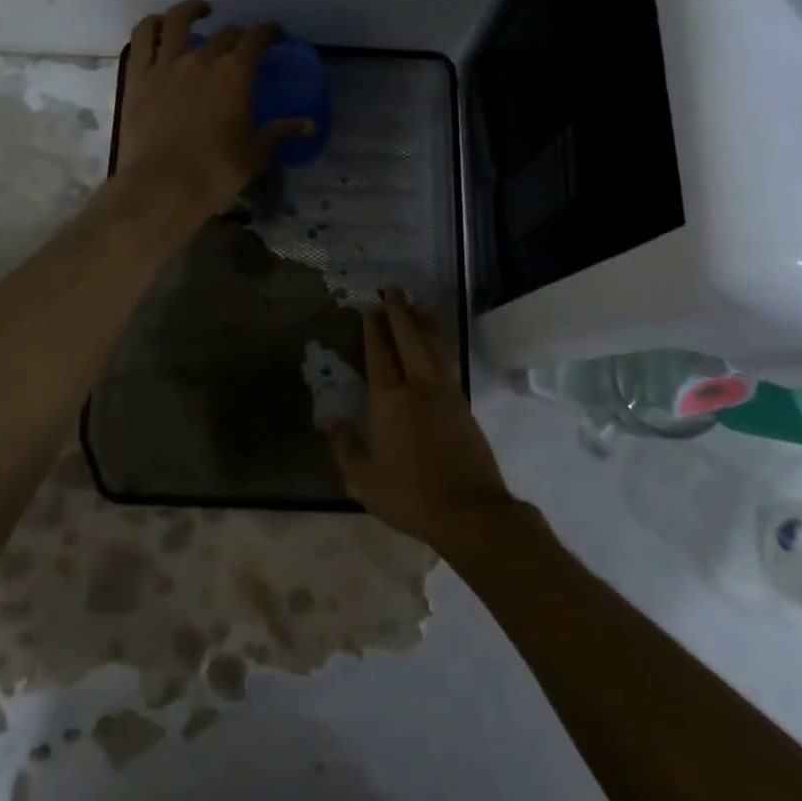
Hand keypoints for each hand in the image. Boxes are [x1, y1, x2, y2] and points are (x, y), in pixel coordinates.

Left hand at [113, 0, 312, 223]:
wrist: (161, 186)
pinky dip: (152, 24)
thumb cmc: (214, 173)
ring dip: (192, 10)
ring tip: (200, 10)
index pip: (256, 40)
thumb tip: (308, 125)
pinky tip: (160, 25)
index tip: (274, 34)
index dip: (268, 32)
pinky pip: (142, 37)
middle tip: (243, 44)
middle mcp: (202, 60)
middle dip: (239, 35)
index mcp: (235, 75)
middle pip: (225, 34)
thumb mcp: (254, 154)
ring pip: (177, 21)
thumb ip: (280, 133)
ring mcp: (166, 64)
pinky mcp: (138, 76)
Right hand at [328, 288, 519, 549]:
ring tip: (418, 303)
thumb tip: (331, 420)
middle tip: (392, 288)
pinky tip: (437, 344)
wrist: (470, 512)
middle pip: (409, 339)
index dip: (373, 330)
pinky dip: (440, 345)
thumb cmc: (410, 495)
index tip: (369, 308)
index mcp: (390, 401)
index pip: (380, 355)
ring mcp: (446, 395)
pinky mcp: (465, 407)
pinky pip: (448, 364)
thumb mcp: (364, 480)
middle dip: (399, 312)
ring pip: (433, 347)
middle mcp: (419, 388)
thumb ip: (346, 447)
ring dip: (424, 323)